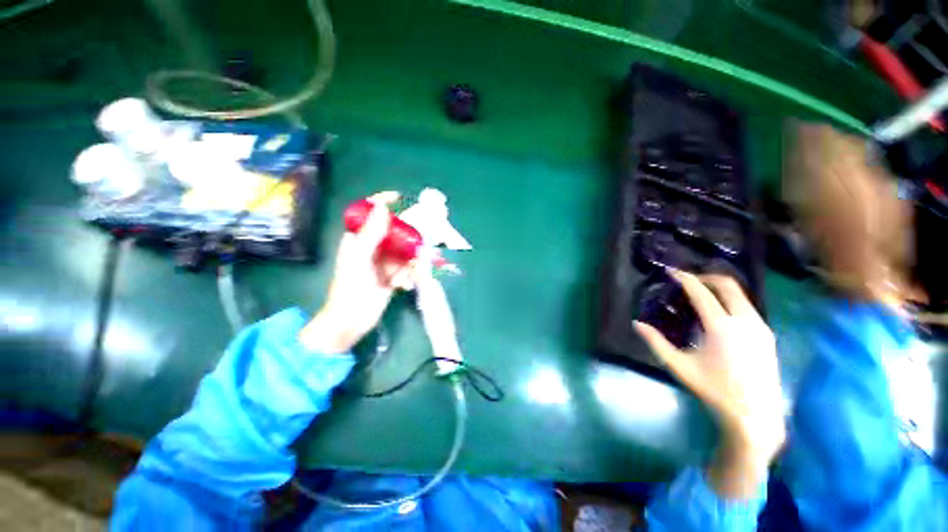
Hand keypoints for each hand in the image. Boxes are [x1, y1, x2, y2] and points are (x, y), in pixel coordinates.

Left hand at [299, 192, 414, 352]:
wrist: (351, 321)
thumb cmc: (350, 290)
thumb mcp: (359, 261)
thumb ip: (371, 235)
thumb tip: (383, 208)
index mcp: (359, 239)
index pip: (370, 213)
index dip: (383, 202)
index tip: (399, 197)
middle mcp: (374, 246)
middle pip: (395, 231)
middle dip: (407, 240)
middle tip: (416, 249)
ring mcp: (385, 261)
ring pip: (405, 250)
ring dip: (409, 263)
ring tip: (403, 278)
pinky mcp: (394, 274)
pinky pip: (408, 267)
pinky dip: (409, 275)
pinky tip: (403, 286)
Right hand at [635, 270, 784, 498]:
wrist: (755, 415)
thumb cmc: (713, 390)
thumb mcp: (679, 366)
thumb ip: (656, 342)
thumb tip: (637, 324)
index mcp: (721, 327)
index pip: (701, 292)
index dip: (685, 278)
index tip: (671, 271)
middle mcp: (745, 321)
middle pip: (728, 285)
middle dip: (706, 277)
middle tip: (688, 279)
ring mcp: (760, 327)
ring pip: (741, 295)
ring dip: (720, 288)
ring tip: (702, 293)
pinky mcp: (767, 335)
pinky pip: (748, 307)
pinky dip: (731, 300)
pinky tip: (720, 313)